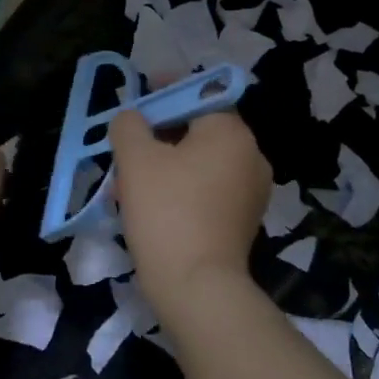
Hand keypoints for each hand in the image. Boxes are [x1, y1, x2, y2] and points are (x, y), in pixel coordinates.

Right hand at [110, 110, 270, 312]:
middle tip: (127, 146)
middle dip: (160, 134)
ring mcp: (252, 191)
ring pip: (200, 163)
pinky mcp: (244, 221)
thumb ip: (129, 126)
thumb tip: (132, 119)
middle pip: (199, 130)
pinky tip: (150, 207)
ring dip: (166, 164)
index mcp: (231, 132)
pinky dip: (181, 189)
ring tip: (129, 182)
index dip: (166, 91)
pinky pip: (208, 190)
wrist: (197, 287)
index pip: (198, 94)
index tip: (139, 97)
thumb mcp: (136, 159)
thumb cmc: (167, 211)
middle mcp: (251, 155)